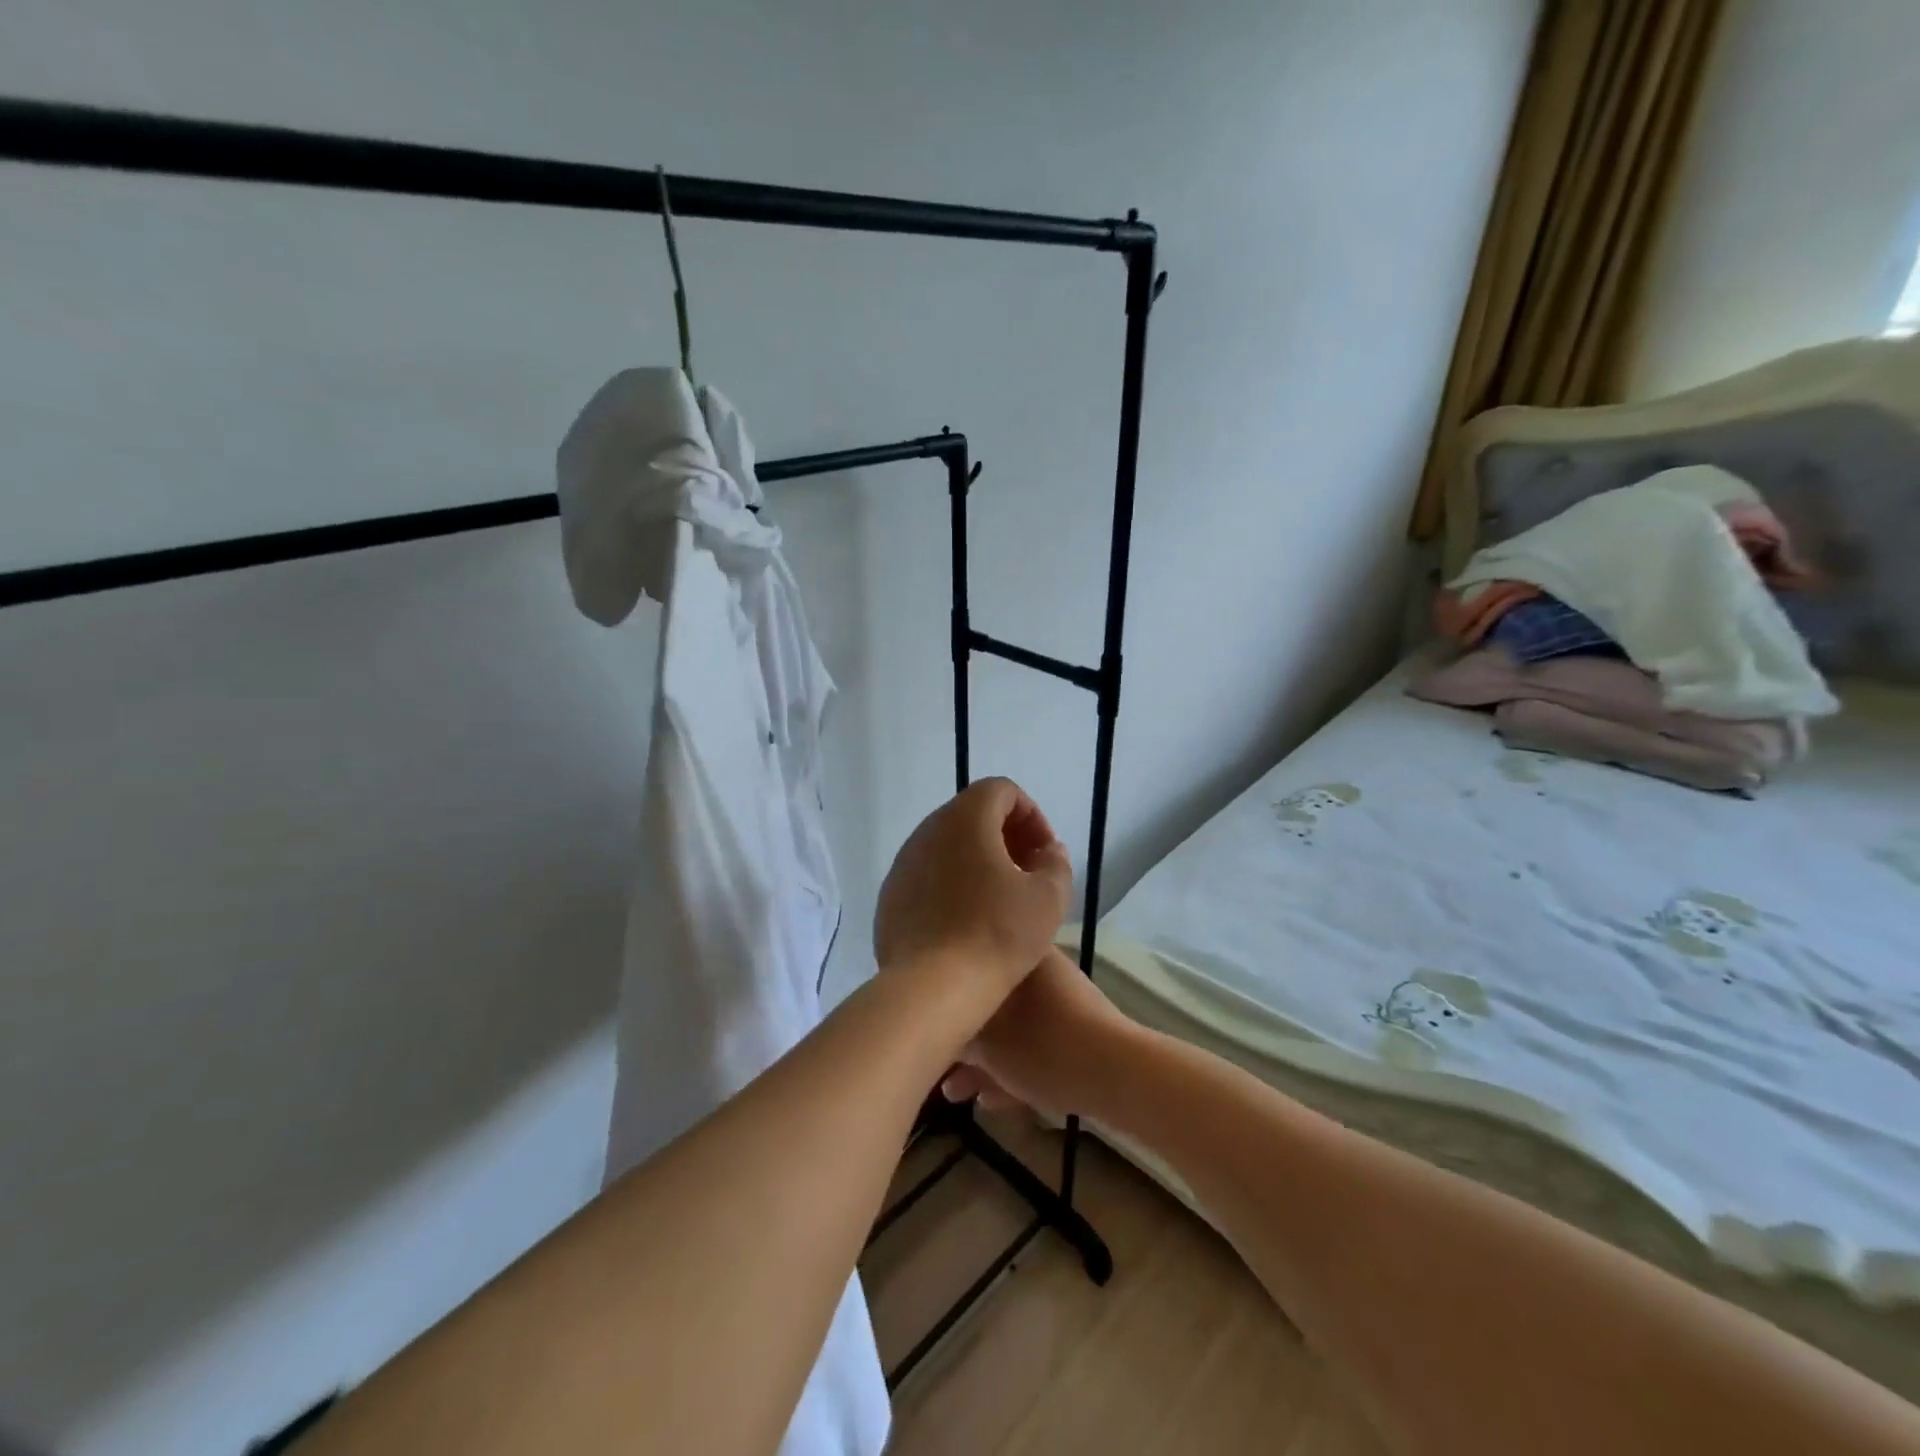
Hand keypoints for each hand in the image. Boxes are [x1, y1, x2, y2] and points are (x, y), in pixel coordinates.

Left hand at [873, 778, 1072, 997]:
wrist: (932, 988)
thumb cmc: (997, 934)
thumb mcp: (1048, 898)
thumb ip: (1055, 862)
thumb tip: (1047, 851)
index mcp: (965, 819)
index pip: (1001, 790)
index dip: (1030, 815)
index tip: (1044, 852)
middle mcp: (928, 830)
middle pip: (971, 814)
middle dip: (1004, 835)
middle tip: (1027, 871)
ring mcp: (903, 863)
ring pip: (946, 845)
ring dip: (977, 859)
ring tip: (999, 897)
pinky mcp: (890, 896)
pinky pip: (927, 875)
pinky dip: (951, 883)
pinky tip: (966, 920)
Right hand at [939, 947, 1137, 1119]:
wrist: (1118, 1074)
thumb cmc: (1042, 1046)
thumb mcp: (986, 1043)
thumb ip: (956, 1034)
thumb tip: (934, 1031)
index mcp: (1019, 956)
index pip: (970, 964)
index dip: (942, 994)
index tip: (922, 1021)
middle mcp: (1039, 971)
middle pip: (987, 1002)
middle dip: (961, 1040)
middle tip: (936, 1067)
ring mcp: (1060, 1002)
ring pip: (1010, 1028)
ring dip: (983, 1061)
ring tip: (955, 1094)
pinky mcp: (1075, 1033)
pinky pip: (1032, 1045)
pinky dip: (1010, 1068)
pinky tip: (990, 1101)